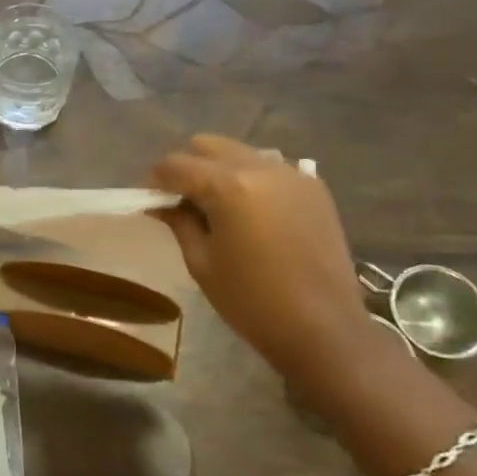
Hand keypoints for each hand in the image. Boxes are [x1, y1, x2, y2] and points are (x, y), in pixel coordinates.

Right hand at [149, 135, 372, 384]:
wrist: (324, 329)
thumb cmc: (252, 301)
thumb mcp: (202, 262)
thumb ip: (179, 221)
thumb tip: (161, 203)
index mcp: (229, 186)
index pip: (176, 165)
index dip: (156, 181)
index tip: (151, 201)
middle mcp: (261, 168)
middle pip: (208, 146)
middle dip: (188, 167)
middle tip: (182, 200)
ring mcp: (292, 175)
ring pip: (241, 152)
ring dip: (220, 170)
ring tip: (219, 206)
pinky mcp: (315, 188)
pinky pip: (271, 168)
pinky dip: (252, 179)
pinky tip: (252, 213)